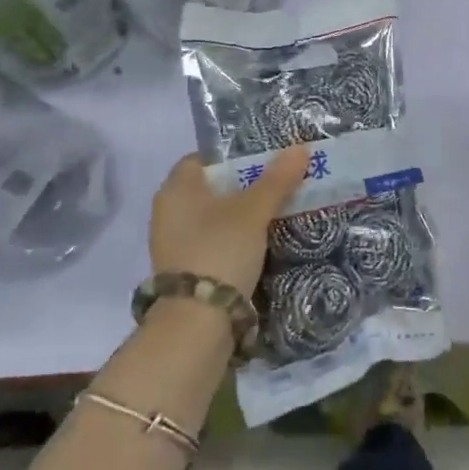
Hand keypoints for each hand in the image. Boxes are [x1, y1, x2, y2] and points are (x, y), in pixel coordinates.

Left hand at [148, 145, 309, 297]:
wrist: (197, 322)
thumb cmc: (219, 250)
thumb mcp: (253, 211)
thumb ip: (276, 179)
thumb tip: (300, 147)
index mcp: (176, 188)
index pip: (203, 158)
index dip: (233, 155)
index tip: (265, 158)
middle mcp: (168, 212)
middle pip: (211, 188)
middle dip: (244, 186)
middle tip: (279, 183)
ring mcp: (174, 244)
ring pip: (214, 218)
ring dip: (241, 215)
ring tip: (278, 211)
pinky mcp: (186, 271)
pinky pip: (214, 242)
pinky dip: (235, 240)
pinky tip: (261, 243)